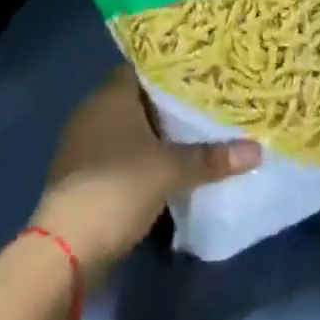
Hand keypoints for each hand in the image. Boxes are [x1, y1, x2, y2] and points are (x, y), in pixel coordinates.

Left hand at [29, 66, 259, 283]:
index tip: (198, 74)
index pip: (141, 67)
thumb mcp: (171, 170)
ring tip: (189, 135)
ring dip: (151, 136)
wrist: (63, 251)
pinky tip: (163, 168)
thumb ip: (211, 157)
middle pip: (135, 99)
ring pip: (125, 130)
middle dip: (165, 105)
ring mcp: (81, 147)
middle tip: (203, 104)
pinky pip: (115, 156)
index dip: (168, 70)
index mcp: (110, 95)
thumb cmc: (117, 188)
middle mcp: (92, 112)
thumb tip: (256, 149)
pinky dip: (137, 160)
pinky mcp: (79, 178)